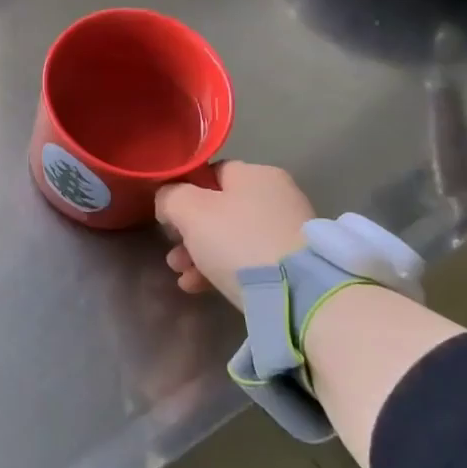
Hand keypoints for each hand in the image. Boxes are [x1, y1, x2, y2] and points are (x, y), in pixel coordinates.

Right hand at [155, 161, 315, 307]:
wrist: (298, 294)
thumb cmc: (238, 241)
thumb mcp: (190, 211)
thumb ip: (170, 197)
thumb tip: (168, 201)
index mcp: (255, 174)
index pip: (211, 173)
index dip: (184, 192)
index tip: (168, 218)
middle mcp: (276, 196)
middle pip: (219, 209)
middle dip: (189, 233)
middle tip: (173, 256)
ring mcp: (288, 231)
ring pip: (231, 238)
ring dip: (200, 254)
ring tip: (182, 276)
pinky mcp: (294, 264)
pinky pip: (249, 260)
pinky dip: (224, 270)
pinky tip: (200, 288)